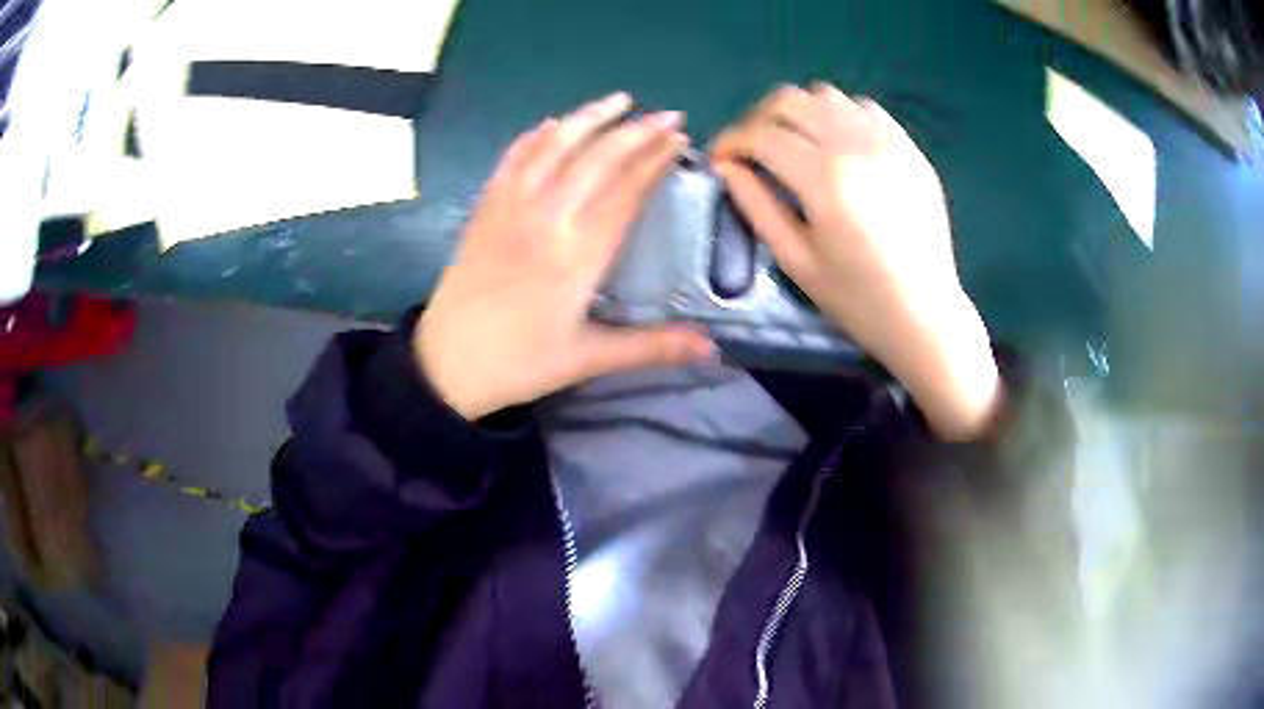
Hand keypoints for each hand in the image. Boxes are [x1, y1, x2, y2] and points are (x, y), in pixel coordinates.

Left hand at [417, 94, 714, 420]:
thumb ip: (651, 347)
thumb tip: (711, 348)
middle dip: (636, 132)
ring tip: (618, 99)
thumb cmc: (520, 363)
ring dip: (588, 119)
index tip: (679, 139)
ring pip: (553, 148)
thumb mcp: (588, 359)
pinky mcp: (484, 210)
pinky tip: (551, 124)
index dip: (655, 161)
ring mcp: (510, 209)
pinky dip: (534, 137)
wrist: (445, 364)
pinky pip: (512, 160)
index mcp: (578, 255)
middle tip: (668, 114)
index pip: (625, 192)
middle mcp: (546, 219)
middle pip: (597, 160)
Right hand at [711, 83, 1001, 440]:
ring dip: (799, 113)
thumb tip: (726, 166)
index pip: (761, 134)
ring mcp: (887, 141)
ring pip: (826, 96)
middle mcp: (855, 145)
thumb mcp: (795, 260)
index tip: (720, 158)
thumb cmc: (857, 299)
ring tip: (794, 145)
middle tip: (751, 149)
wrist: (925, 313)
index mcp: (824, 178)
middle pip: (790, 101)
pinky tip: (837, 146)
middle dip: (758, 119)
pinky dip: (840, 116)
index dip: (730, 140)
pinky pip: (865, 108)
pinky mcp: (909, 147)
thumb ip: (755, 205)